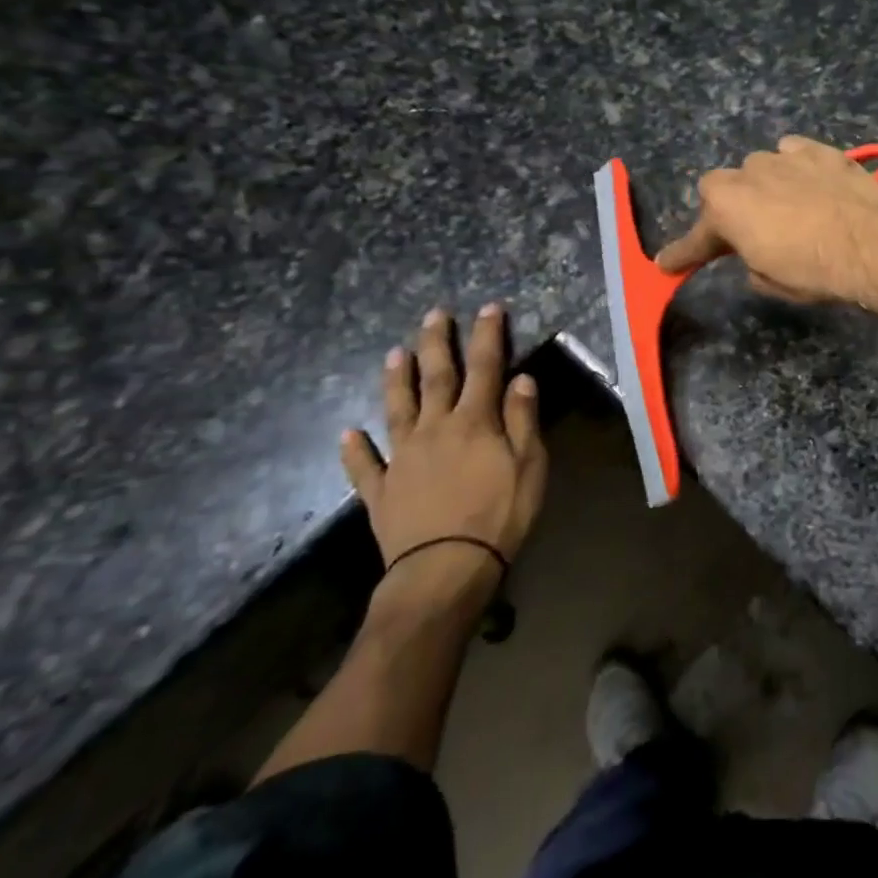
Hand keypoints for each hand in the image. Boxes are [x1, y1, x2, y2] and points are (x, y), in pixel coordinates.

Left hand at [340, 303, 547, 600]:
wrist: (445, 569)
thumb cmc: (500, 514)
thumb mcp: (529, 465)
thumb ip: (522, 419)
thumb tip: (520, 379)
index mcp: (474, 422)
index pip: (484, 367)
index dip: (487, 336)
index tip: (487, 308)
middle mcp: (434, 430)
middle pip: (436, 378)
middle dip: (436, 343)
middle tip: (433, 314)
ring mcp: (402, 459)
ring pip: (397, 410)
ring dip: (396, 380)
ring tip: (394, 352)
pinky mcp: (380, 491)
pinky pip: (364, 465)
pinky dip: (355, 448)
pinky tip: (348, 432)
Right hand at [656, 136, 877, 304]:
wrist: (870, 245)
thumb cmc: (813, 271)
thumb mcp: (771, 281)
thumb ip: (750, 262)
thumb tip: (756, 256)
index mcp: (725, 208)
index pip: (697, 237)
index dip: (683, 253)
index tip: (668, 264)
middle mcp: (746, 174)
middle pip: (724, 188)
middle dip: (733, 208)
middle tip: (752, 231)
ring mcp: (783, 156)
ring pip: (761, 168)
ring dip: (767, 186)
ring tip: (790, 207)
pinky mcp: (818, 149)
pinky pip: (795, 153)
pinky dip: (797, 167)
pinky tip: (811, 182)